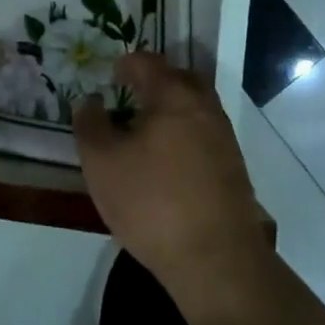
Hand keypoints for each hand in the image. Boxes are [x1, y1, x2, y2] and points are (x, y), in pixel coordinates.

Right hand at [73, 53, 271, 324]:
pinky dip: (187, 134)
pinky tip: (170, 159)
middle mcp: (204, 108)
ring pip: (197, 107)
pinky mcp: (234, 169)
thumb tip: (90, 101)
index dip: (127, 64)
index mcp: (174, 96)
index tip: (112, 74)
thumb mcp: (102, 164)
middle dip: (157, 80)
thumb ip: (90, 125)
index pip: (149, 63)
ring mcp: (224, 139)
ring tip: (148, 128)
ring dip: (174, 108)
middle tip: (133, 93)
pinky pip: (206, 135)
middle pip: (182, 79)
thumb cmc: (152, 202)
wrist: (217, 261)